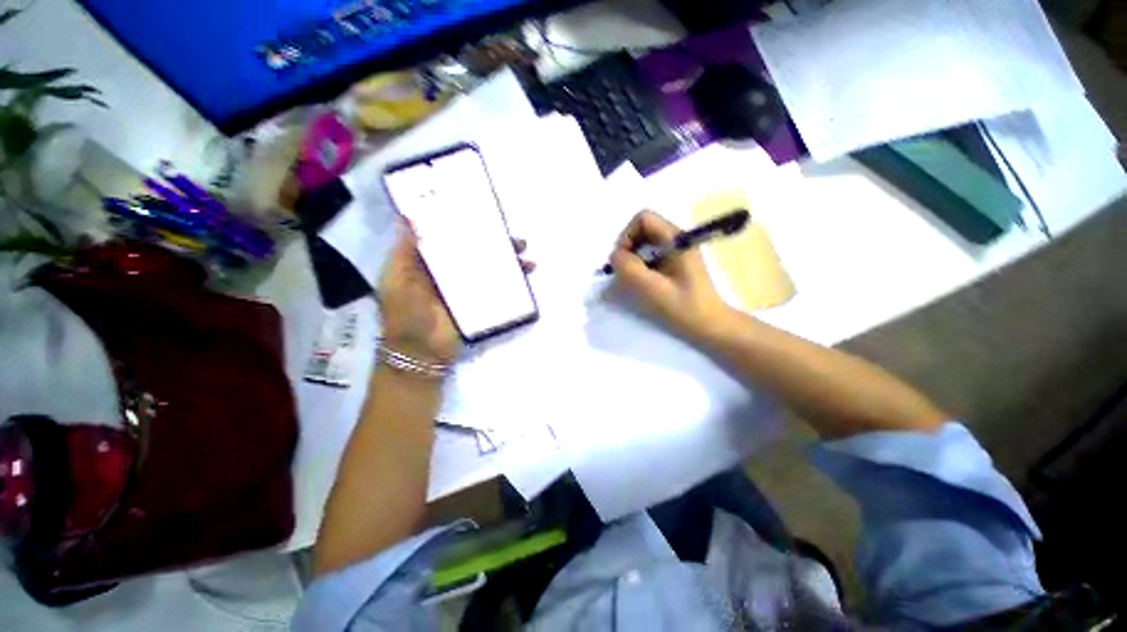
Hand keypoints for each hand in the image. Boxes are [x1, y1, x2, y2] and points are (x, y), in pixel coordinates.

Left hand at [378, 226, 533, 365]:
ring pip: (489, 267)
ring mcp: (466, 287)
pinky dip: (512, 279)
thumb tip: (409, 218)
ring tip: (525, 255)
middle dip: (494, 242)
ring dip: (508, 259)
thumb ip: (404, 251)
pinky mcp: (479, 301)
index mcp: (428, 263)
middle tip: (512, 236)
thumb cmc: (405, 313)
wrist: (422, 351)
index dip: (464, 225)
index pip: (448, 238)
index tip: (481, 213)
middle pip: (474, 251)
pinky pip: (496, 286)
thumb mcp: (396, 279)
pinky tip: (525, 273)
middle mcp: (450, 271)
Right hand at [609, 210, 730, 340]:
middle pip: (642, 230)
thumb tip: (615, 256)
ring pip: (644, 244)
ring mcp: (676, 252)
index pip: (643, 219)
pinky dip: (640, 267)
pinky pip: (650, 256)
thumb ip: (629, 268)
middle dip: (628, 248)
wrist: (708, 325)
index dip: (627, 236)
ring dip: (633, 259)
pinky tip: (642, 284)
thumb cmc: (682, 307)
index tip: (623, 261)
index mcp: (676, 239)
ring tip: (633, 281)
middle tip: (625, 272)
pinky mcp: (674, 264)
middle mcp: (676, 240)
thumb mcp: (651, 288)